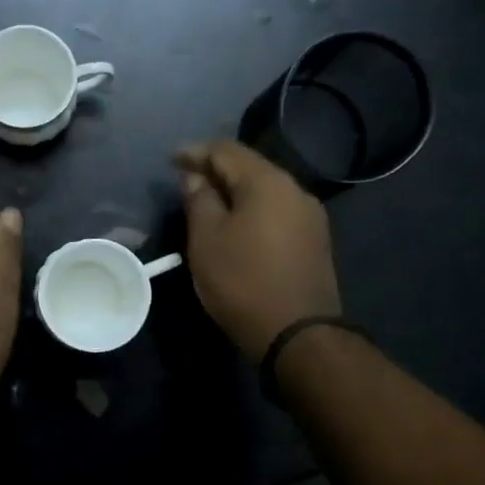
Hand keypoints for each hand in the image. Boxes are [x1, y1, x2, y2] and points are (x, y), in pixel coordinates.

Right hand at [174, 140, 340, 362]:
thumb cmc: (242, 281)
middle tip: (186, 178)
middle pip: (250, 167)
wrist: (298, 334)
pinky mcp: (314, 240)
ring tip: (208, 200)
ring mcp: (309, 215)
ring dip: (235, 190)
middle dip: (216, 168)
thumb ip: (199, 199)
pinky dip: (252, 208)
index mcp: (267, 182)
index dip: (195, 151)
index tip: (170, 160)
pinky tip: (236, 221)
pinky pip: (276, 210)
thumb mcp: (207, 239)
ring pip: (265, 189)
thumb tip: (196, 176)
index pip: (226, 150)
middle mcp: (295, 189)